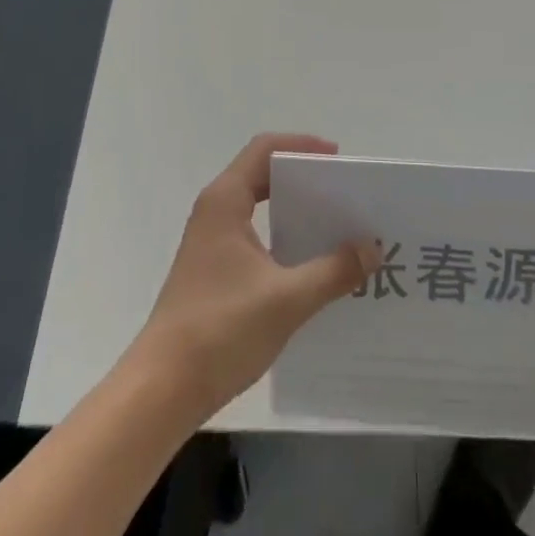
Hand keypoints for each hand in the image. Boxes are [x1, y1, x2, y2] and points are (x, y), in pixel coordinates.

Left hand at [127, 134, 375, 423]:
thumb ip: (333, 270)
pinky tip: (309, 267)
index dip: (301, 145)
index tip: (337, 158)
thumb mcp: (287, 299)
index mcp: (226, 201)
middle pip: (262, 175)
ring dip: (294, 212)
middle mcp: (215, 212)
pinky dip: (282, 239)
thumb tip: (372, 247)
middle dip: (303, 179)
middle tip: (343, 194)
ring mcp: (210, 243)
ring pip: (258, 208)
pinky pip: (254, 236)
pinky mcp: (212, 272)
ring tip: (335, 227)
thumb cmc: (220, 329)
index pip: (265, 150)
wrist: (161, 390)